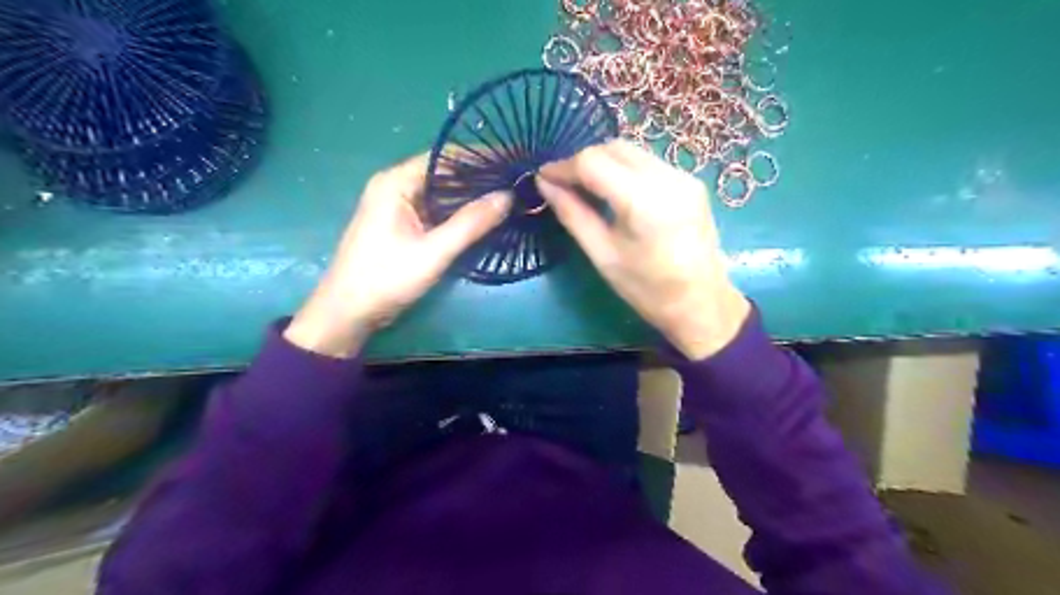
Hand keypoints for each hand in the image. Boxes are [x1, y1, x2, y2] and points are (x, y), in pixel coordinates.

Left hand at [284, 153, 511, 357]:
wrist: (347, 313)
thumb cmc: (386, 278)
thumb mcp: (433, 252)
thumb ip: (471, 223)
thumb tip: (508, 196)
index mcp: (396, 182)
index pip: (444, 156)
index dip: (480, 157)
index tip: (512, 160)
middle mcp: (395, 186)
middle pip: (444, 172)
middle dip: (479, 177)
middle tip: (516, 181)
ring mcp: (397, 205)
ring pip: (441, 193)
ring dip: (470, 195)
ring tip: (508, 196)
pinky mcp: (401, 224)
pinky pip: (435, 210)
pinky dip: (458, 212)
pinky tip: (482, 217)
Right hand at [539, 141, 751, 360]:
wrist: (703, 304)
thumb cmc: (648, 290)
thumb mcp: (603, 255)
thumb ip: (573, 215)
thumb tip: (545, 185)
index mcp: (644, 201)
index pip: (593, 162)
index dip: (563, 166)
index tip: (543, 178)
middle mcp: (668, 178)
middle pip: (614, 148)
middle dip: (582, 161)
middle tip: (562, 184)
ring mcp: (684, 176)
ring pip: (631, 152)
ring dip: (603, 162)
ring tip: (584, 187)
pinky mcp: (691, 182)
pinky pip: (648, 163)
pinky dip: (624, 169)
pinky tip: (614, 191)